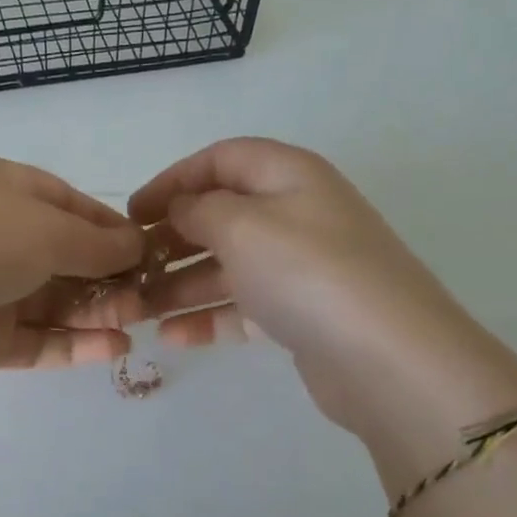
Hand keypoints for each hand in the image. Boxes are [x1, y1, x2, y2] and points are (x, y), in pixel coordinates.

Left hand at [0, 157, 145, 383]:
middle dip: (110, 276)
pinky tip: (114, 347)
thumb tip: (138, 244)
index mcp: (6, 191)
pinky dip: (75, 345)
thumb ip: (98, 242)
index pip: (71, 207)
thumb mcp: (48, 227)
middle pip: (67, 259)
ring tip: (137, 319)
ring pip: (56, 304)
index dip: (112, 229)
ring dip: (98, 310)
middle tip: (149, 295)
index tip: (150, 250)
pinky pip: (39, 342)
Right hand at [126, 138, 516, 479]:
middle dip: (171, 239)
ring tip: (135, 309)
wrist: (387, 357)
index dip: (173, 180)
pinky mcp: (300, 314)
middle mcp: (296, 214)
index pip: (221, 159)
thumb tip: (182, 208)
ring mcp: (300, 267)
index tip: (132, 213)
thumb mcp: (242, 225)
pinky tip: (169, 336)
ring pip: (227, 266)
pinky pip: (242, 307)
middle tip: (129, 266)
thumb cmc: (307, 272)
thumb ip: (200, 209)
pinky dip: (207, 317)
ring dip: (179, 285)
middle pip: (221, 215)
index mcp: (288, 175)